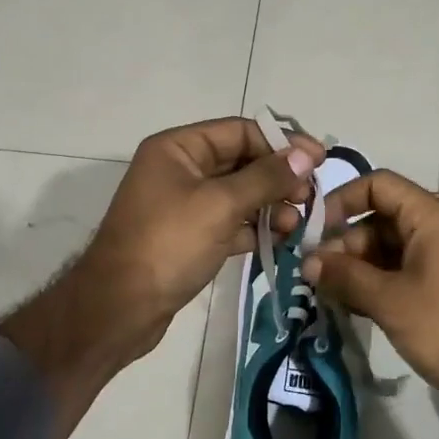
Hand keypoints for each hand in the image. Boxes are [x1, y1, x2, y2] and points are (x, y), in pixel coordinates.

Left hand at [0, 117, 323, 438]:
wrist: (120, 307)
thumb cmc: (168, 244)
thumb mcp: (220, 205)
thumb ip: (265, 178)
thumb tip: (304, 156)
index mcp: (178, 148)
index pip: (240, 131)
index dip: (282, 142)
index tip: (319, 160)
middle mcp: (180, 169)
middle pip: (241, 161)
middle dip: (278, 177)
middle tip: (310, 197)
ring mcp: (184, 204)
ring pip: (239, 194)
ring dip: (270, 204)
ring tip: (297, 224)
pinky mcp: (190, 236)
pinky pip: (230, 221)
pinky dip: (254, 227)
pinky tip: (280, 238)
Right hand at [302, 170, 438, 438]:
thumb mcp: (390, 301)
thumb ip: (345, 276)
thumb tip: (306, 261)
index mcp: (431, 217)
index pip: (378, 185)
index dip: (343, 200)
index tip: (317, 233)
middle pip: (381, 218)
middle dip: (346, 243)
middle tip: (319, 277)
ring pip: (390, 247)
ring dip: (359, 266)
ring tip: (332, 295)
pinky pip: (405, 269)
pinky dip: (379, 281)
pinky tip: (357, 306)